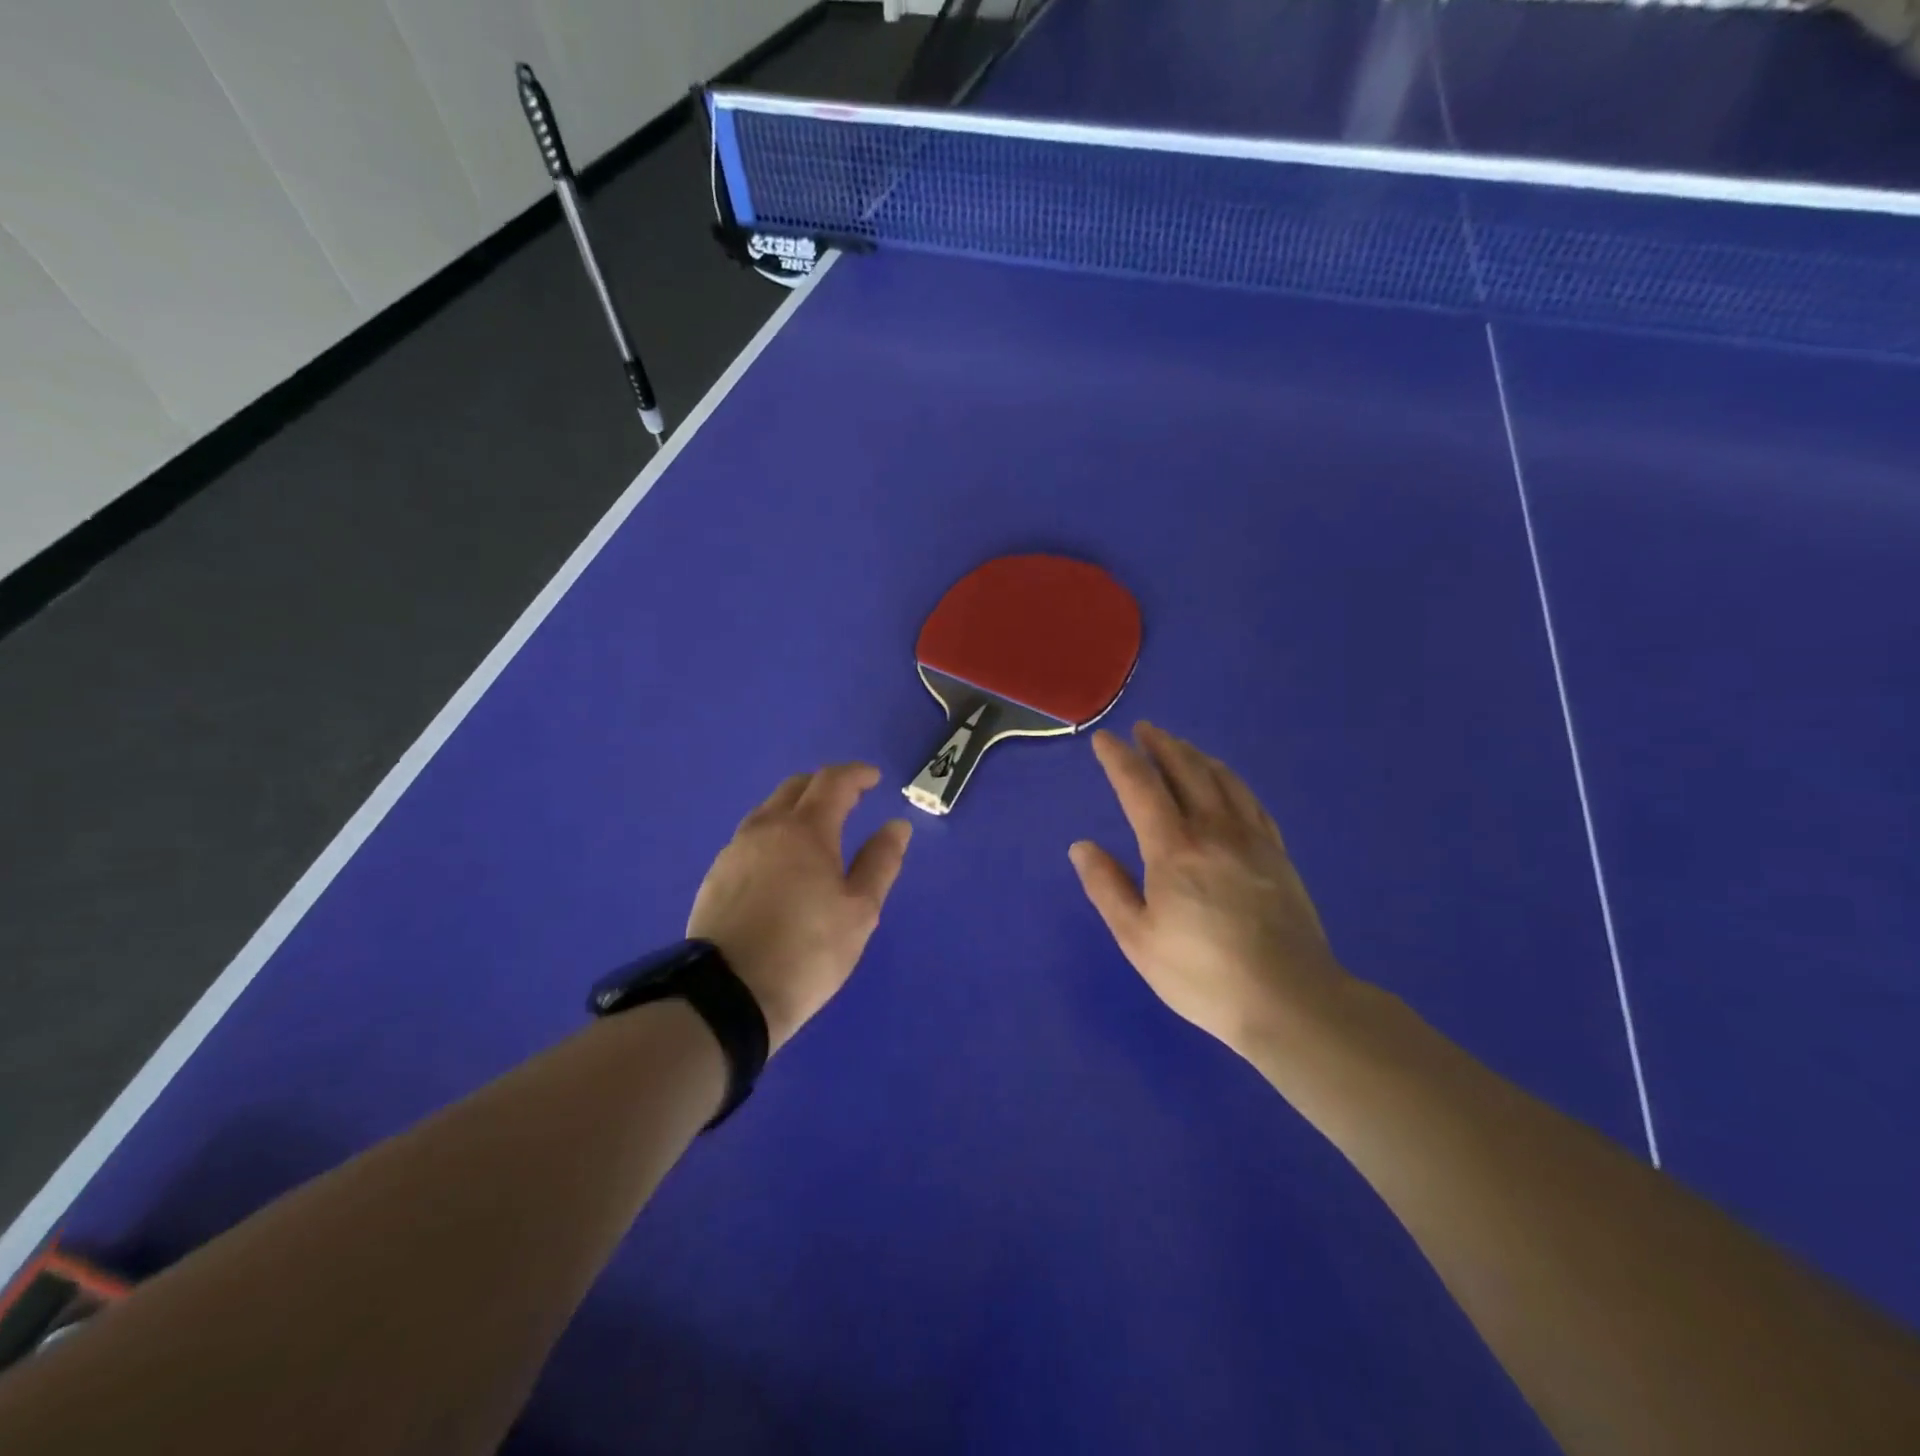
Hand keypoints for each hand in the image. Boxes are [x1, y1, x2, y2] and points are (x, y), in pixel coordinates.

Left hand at [688, 764, 912, 1051]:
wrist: (728, 996)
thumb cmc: (807, 951)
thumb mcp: (860, 910)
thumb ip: (881, 862)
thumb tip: (897, 826)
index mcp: (806, 829)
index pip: (833, 782)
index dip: (857, 774)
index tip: (874, 778)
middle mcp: (766, 828)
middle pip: (796, 787)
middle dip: (825, 785)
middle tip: (849, 799)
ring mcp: (735, 850)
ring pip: (769, 810)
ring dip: (796, 808)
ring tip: (816, 831)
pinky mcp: (716, 875)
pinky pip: (751, 837)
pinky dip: (775, 834)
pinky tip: (782, 863)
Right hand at [1070, 723, 1351, 1060]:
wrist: (1290, 1000)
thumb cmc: (1202, 975)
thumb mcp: (1138, 939)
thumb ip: (1107, 887)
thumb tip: (1081, 846)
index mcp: (1174, 849)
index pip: (1140, 788)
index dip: (1119, 759)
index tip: (1104, 739)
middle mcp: (1213, 830)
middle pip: (1186, 771)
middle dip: (1161, 745)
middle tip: (1144, 730)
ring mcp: (1252, 839)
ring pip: (1221, 779)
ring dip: (1195, 756)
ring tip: (1179, 746)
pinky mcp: (1278, 853)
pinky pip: (1251, 800)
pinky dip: (1230, 779)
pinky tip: (1225, 781)